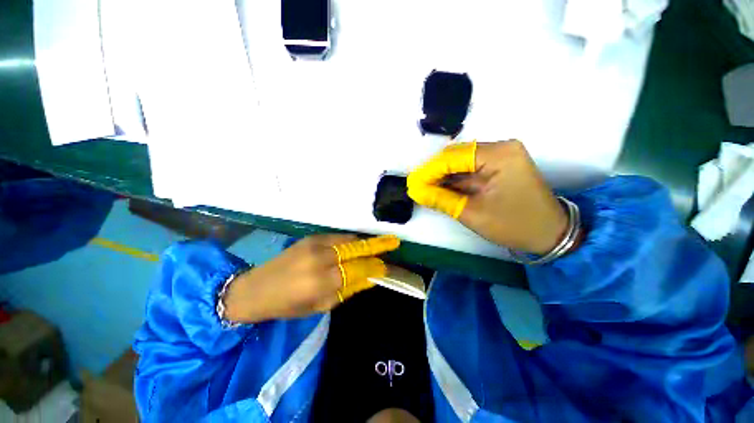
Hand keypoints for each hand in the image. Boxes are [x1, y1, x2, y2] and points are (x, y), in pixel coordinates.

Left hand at [223, 234, 399, 322]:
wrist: (257, 287)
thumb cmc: (289, 305)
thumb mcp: (321, 305)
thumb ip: (348, 289)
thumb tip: (371, 277)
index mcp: (322, 281)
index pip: (358, 270)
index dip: (375, 267)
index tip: (387, 267)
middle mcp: (320, 258)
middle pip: (357, 249)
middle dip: (377, 245)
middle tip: (394, 242)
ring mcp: (315, 244)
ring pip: (349, 240)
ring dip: (364, 243)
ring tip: (378, 244)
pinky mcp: (311, 237)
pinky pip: (338, 237)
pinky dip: (350, 240)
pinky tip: (356, 244)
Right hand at [407, 140, 567, 253]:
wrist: (549, 233)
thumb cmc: (513, 225)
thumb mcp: (472, 214)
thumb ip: (440, 199)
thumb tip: (415, 191)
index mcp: (498, 155)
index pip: (453, 157)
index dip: (429, 170)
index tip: (412, 183)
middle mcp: (500, 148)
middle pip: (456, 156)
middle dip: (434, 172)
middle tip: (416, 187)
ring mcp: (501, 155)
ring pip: (461, 162)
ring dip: (442, 176)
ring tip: (424, 189)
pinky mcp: (499, 164)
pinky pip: (469, 168)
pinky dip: (454, 179)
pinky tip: (440, 188)